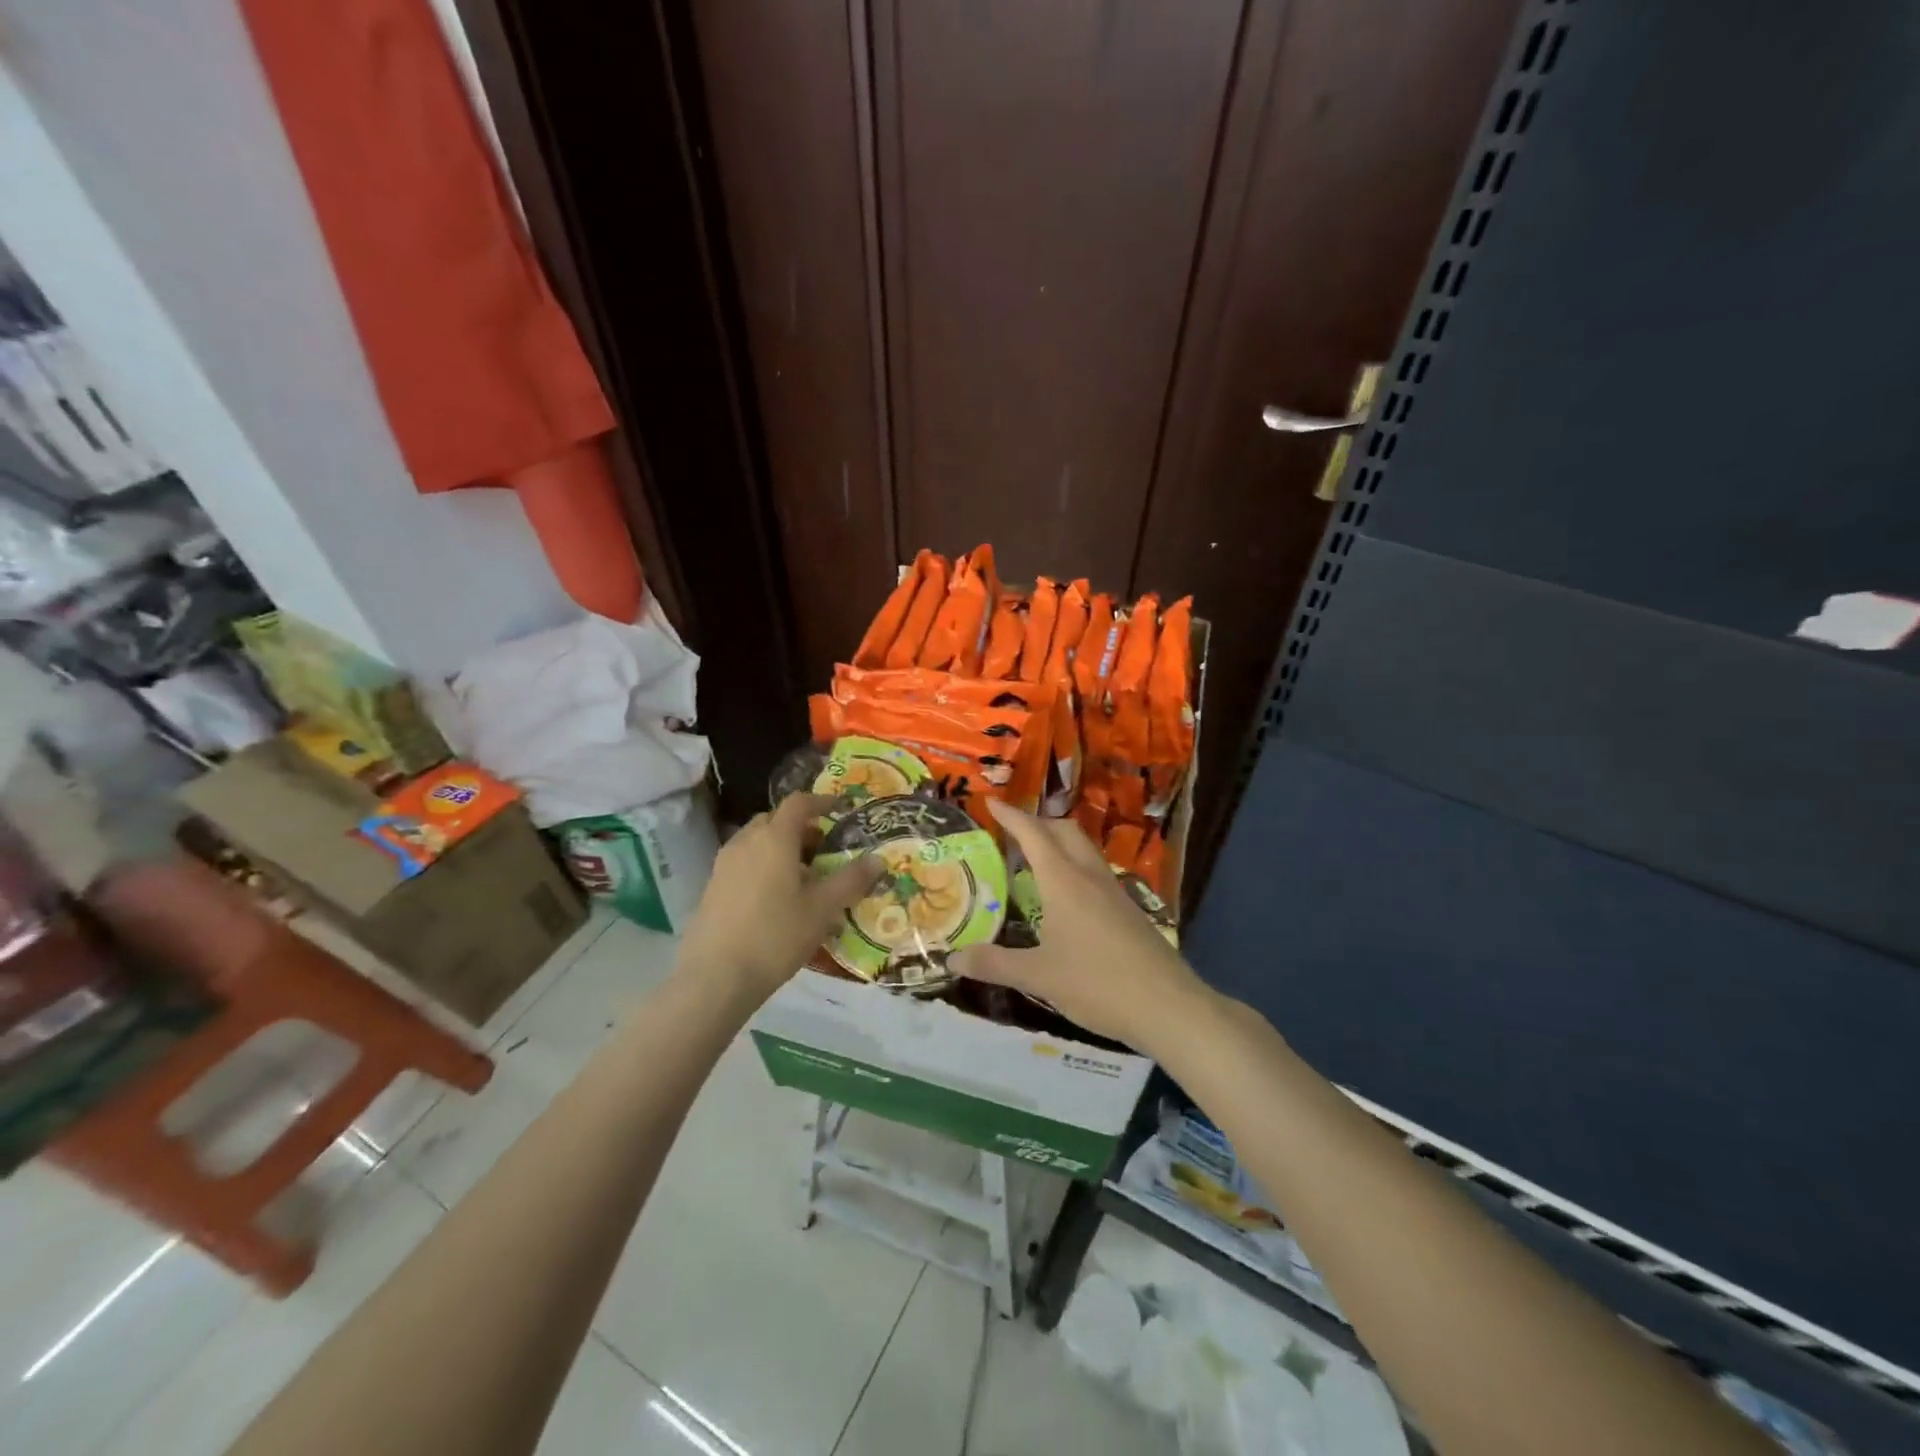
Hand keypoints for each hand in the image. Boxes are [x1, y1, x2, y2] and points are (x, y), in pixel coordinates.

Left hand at [678, 794, 881, 1002]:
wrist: (716, 977)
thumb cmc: (776, 935)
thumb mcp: (823, 909)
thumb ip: (851, 880)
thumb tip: (879, 860)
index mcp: (775, 838)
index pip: (798, 803)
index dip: (820, 801)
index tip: (839, 809)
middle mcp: (746, 842)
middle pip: (774, 819)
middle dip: (800, 827)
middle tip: (823, 848)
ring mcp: (724, 864)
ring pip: (756, 841)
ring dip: (780, 847)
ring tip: (801, 876)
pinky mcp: (713, 887)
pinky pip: (743, 862)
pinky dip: (763, 865)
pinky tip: (776, 898)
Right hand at [951, 800, 1207, 1050]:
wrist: (1168, 1006)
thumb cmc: (1098, 984)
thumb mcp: (1039, 977)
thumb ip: (995, 964)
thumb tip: (953, 960)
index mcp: (1064, 882)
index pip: (1033, 835)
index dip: (1011, 816)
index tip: (991, 802)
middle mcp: (1090, 876)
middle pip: (1064, 831)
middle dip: (1037, 823)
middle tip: (1012, 833)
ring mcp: (1114, 892)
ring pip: (1084, 850)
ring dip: (1058, 844)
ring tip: (1035, 862)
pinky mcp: (1129, 910)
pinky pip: (1096, 872)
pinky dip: (1074, 868)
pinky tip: (1066, 899)